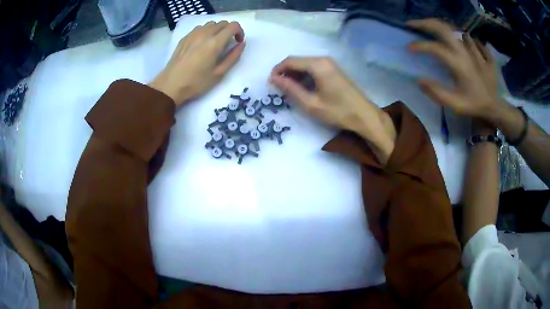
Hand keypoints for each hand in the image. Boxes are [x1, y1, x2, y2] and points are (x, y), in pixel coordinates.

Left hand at [150, 21, 244, 105]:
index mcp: (214, 43)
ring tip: (215, 43)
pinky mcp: (185, 38)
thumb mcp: (219, 73)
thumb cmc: (196, 82)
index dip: (239, 31)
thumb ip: (233, 57)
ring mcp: (193, 34)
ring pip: (210, 24)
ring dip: (217, 30)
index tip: (238, 42)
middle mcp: (204, 34)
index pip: (233, 26)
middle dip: (229, 30)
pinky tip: (202, 44)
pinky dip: (206, 32)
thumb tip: (241, 44)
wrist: (171, 85)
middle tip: (228, 43)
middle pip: (222, 23)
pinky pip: (199, 28)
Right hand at [270, 56, 395, 162]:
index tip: (270, 83)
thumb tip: (274, 79)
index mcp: (317, 65)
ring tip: (288, 90)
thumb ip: (291, 89)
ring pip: (305, 64)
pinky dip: (305, 76)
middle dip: (285, 72)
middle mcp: (323, 59)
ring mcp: (330, 64)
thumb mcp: (311, 103)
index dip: (277, 71)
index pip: (290, 61)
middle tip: (278, 88)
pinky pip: (314, 68)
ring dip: (294, 74)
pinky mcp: (334, 70)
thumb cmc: (338, 111)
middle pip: (297, 61)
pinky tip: (303, 87)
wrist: (364, 116)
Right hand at [407, 19, 500, 119]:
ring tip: (431, 29)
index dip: (419, 46)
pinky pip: (468, 36)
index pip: (435, 47)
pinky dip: (459, 35)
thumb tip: (419, 80)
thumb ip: (437, 92)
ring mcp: (473, 48)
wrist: (495, 106)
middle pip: (442, 28)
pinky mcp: (479, 50)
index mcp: (458, 63)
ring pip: (453, 29)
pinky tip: (456, 39)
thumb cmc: (474, 104)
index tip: (409, 48)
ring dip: (439, 27)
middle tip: (412, 24)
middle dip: (424, 23)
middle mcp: (464, 51)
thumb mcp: (455, 105)